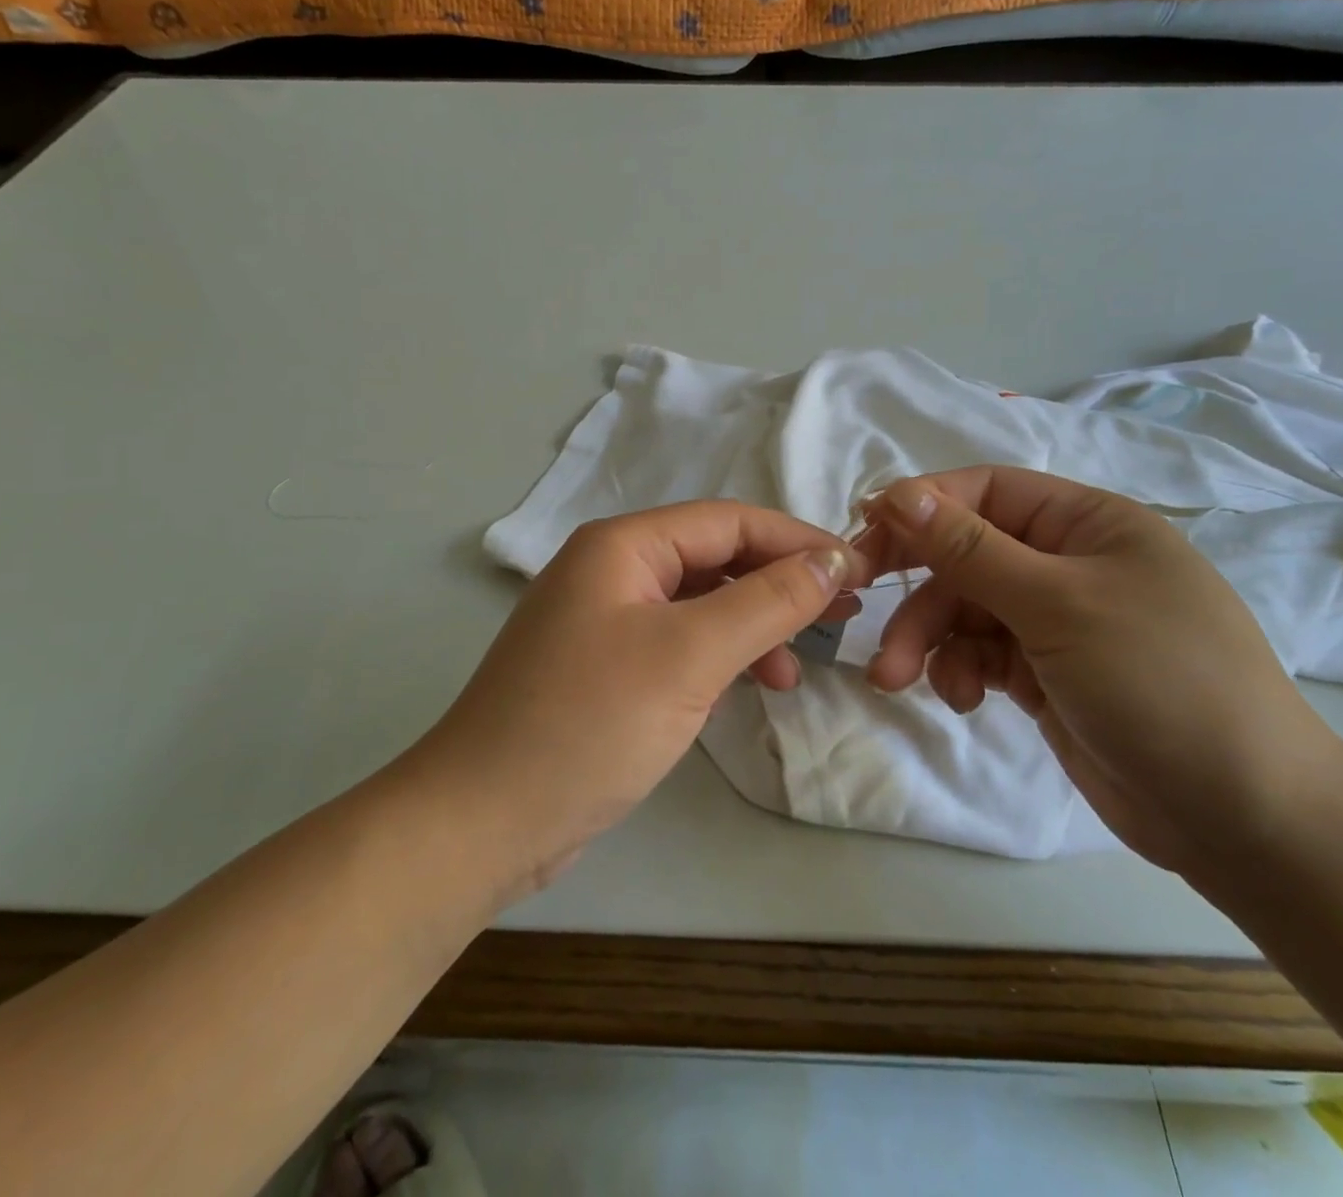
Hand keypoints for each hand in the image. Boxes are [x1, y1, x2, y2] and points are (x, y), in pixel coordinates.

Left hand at [416, 502, 863, 896]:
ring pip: (700, 604)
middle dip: (779, 584)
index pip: (729, 521)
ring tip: (795, 669)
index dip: (797, 542)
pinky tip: (748, 687)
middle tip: (840, 616)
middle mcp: (611, 570)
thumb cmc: (589, 723)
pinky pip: (679, 643)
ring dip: (753, 626)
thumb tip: (831, 559)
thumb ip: (767, 601)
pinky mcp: (606, 668)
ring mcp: (605, 620)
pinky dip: (720, 658)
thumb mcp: (690, 655)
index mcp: (623, 546)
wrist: (483, 821)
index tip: (858, 572)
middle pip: (715, 558)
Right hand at [858, 468, 1342, 872]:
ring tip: (896, 678)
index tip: (863, 533)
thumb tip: (897, 492)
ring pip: (964, 609)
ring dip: (926, 639)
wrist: (1243, 818)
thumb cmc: (1158, 681)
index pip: (986, 492)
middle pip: (966, 553)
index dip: (922, 506)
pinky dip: (959, 670)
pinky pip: (980, 654)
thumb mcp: (1057, 603)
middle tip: (857, 601)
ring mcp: (1056, 621)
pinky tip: (960, 699)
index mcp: (1087, 523)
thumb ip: (970, 548)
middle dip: (916, 585)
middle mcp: (1069, 563)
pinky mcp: (1044, 673)